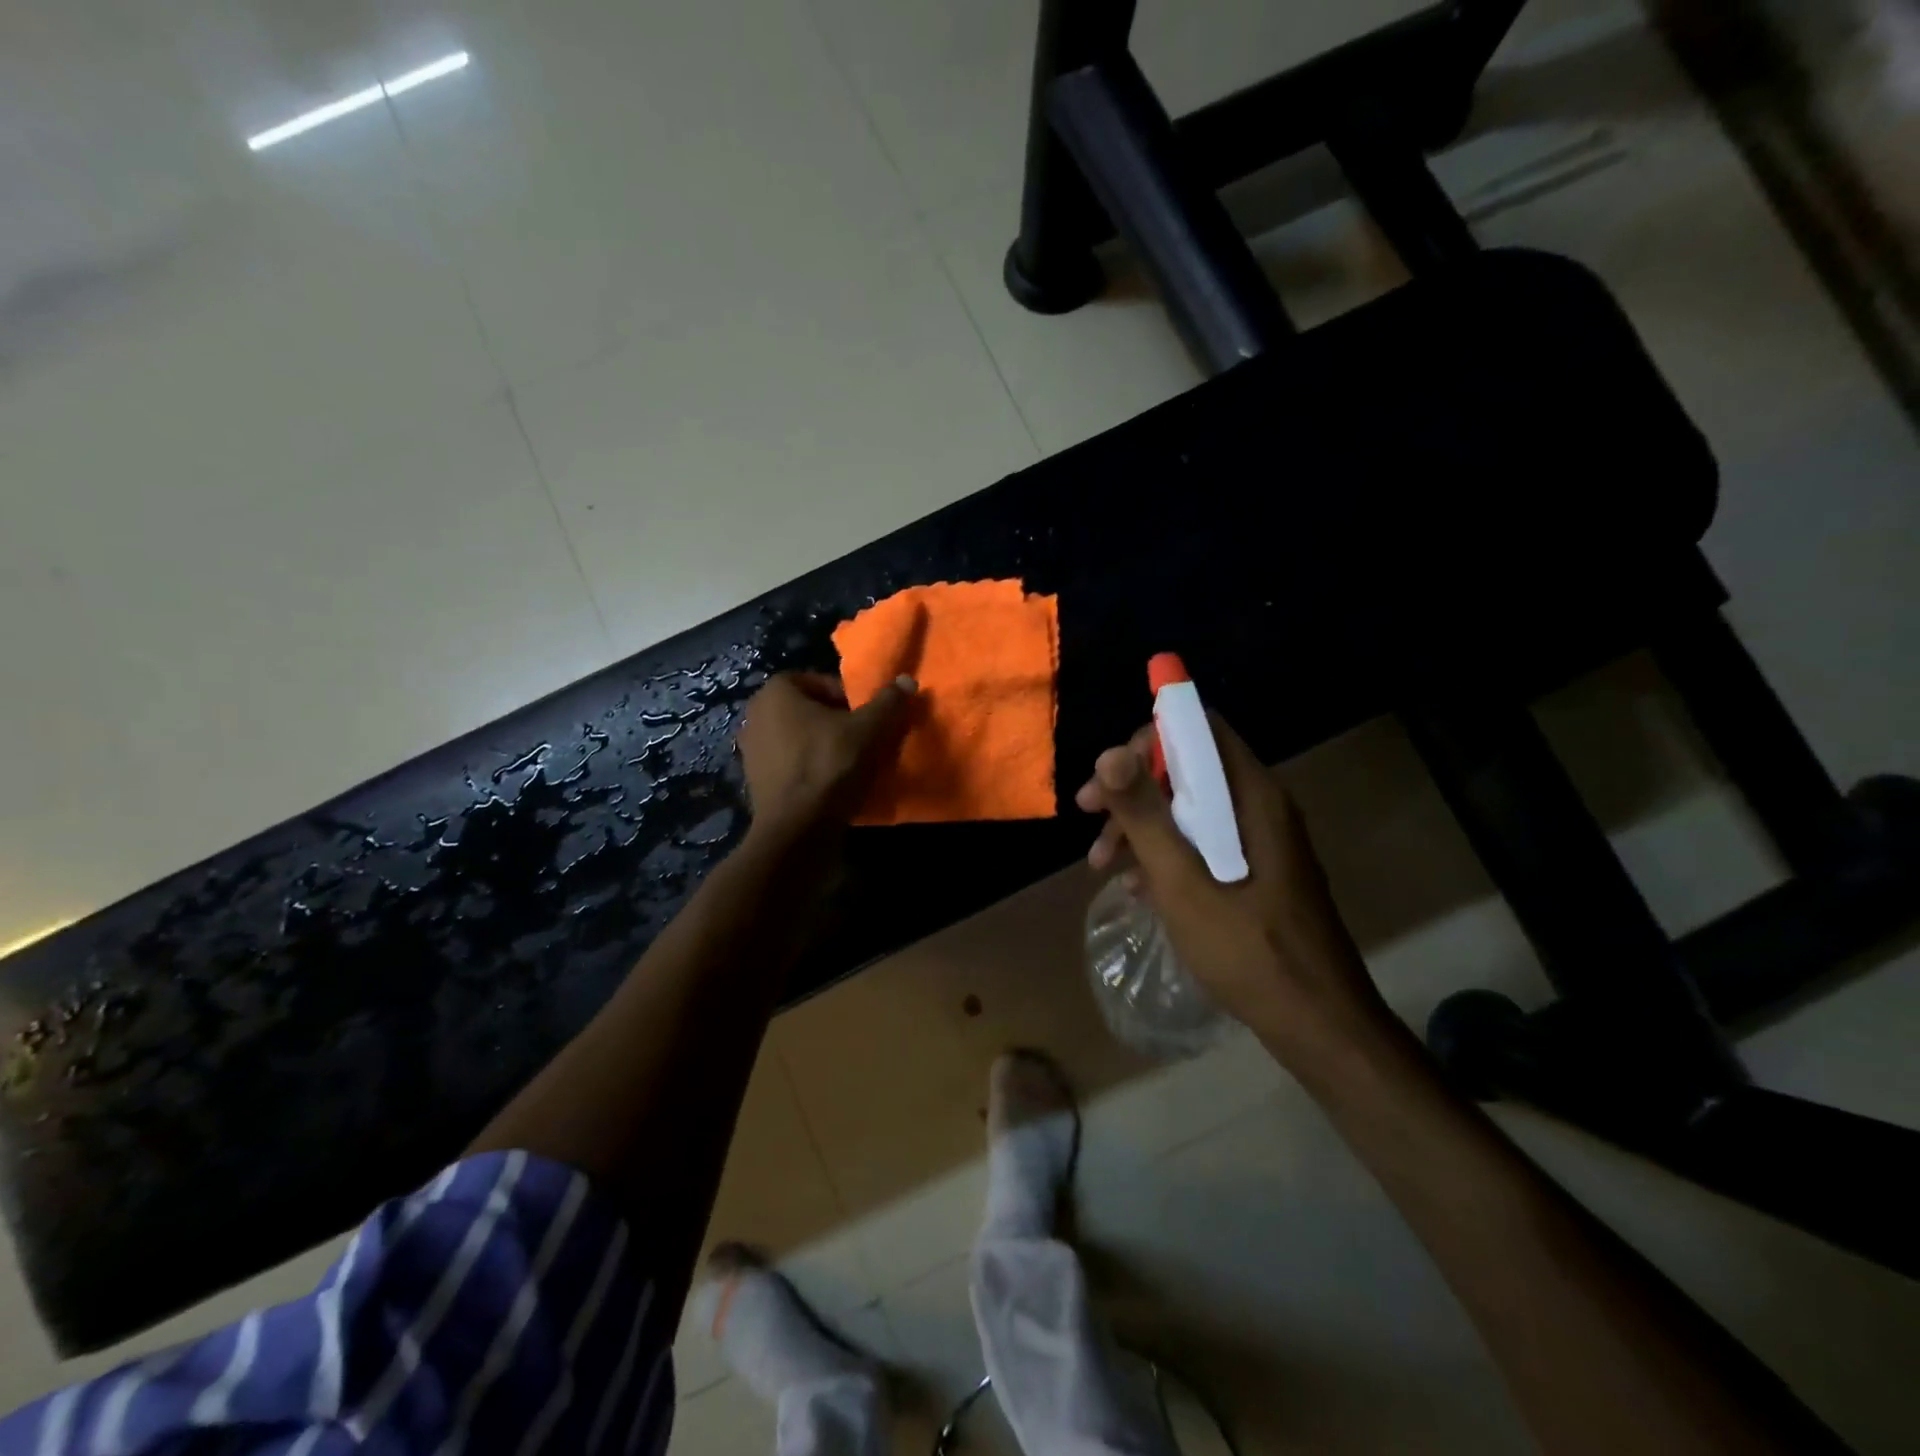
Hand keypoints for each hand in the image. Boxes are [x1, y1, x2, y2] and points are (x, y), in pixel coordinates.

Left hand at [737, 671, 914, 839]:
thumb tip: (906, 680)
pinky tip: (834, 787)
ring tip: (854, 766)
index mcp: (776, 692)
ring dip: (826, 748)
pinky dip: (812, 770)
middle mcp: (755, 715)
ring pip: (802, 739)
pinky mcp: (756, 782)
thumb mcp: (870, 730)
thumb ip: (889, 702)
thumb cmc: (830, 766)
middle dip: (839, 723)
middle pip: (811, 711)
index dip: (851, 698)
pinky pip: (792, 765)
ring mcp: (751, 750)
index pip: (822, 682)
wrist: (797, 831)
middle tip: (866, 741)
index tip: (869, 719)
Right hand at [1075, 715, 1393, 1070]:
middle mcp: (1259, 805)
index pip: (1200, 729)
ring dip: (1141, 825)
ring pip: (1190, 807)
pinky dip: (1165, 853)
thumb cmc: (1247, 948)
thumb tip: (1110, 752)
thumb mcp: (1182, 880)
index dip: (1149, 739)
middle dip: (1133, 787)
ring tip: (1100, 864)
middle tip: (1088, 815)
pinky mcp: (1255, 870)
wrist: (1317, 1023)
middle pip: (1188, 767)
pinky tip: (1136, 888)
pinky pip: (1202, 841)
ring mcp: (1260, 840)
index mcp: (1252, 796)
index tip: (1108, 775)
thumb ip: (1145, 814)